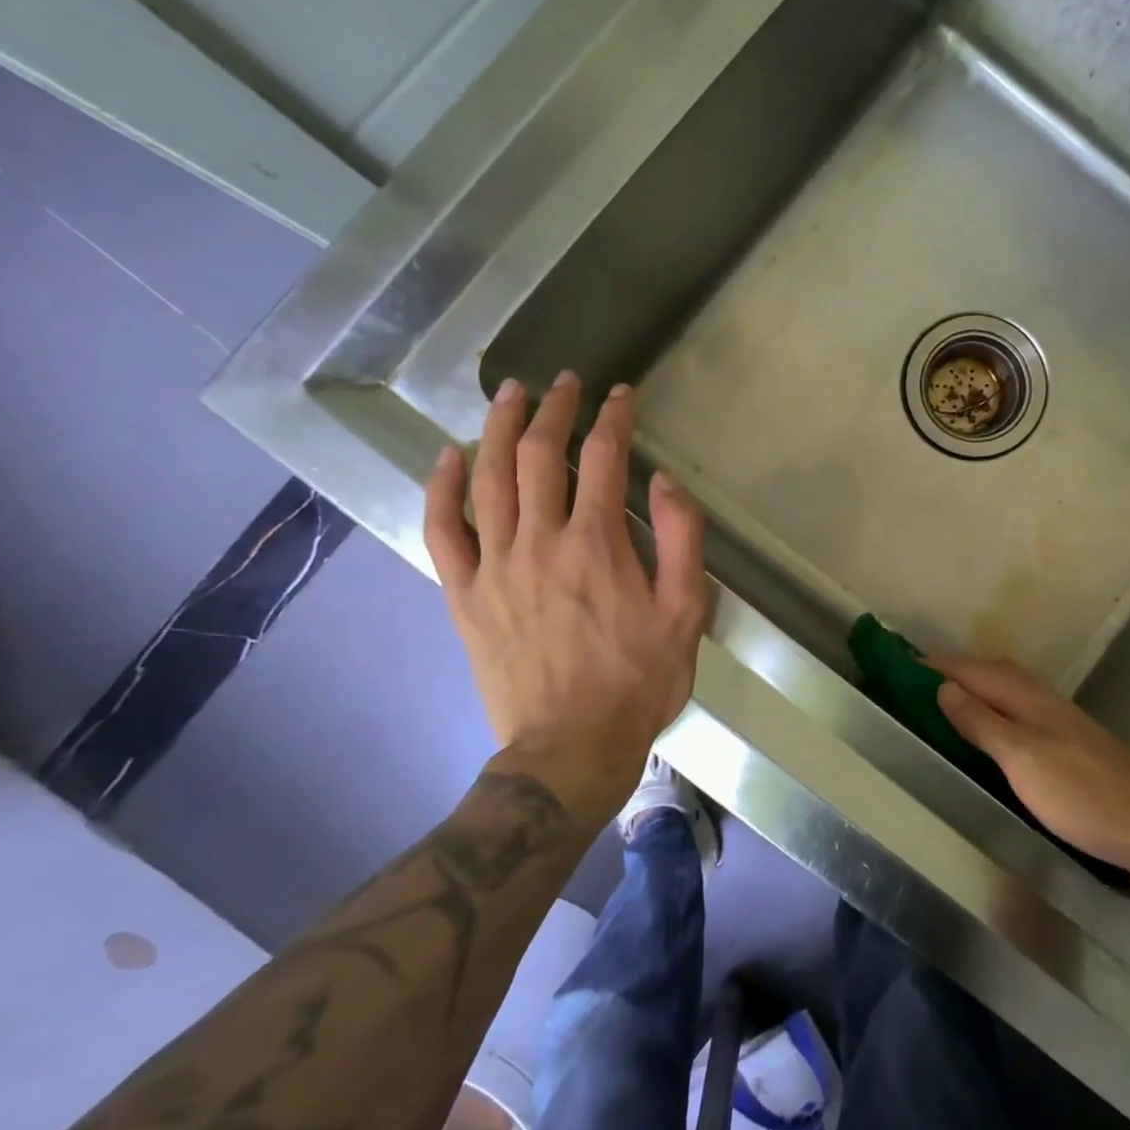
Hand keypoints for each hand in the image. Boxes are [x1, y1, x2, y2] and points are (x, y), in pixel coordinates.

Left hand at [424, 372, 709, 820]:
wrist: (571, 747)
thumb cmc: (639, 679)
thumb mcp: (686, 610)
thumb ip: (682, 539)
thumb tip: (663, 481)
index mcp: (597, 542)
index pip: (603, 456)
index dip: (613, 417)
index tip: (621, 395)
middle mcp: (540, 540)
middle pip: (541, 455)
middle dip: (555, 409)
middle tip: (564, 382)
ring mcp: (495, 566)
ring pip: (490, 479)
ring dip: (501, 428)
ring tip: (510, 394)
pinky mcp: (465, 595)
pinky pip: (444, 531)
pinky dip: (443, 489)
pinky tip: (450, 458)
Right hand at [931, 656, 1129, 883]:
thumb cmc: (1082, 794)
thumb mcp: (1022, 758)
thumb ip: (982, 721)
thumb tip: (944, 687)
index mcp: (1027, 696)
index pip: (971, 669)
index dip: (935, 665)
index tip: (896, 664)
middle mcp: (1042, 699)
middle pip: (989, 673)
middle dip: (952, 672)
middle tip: (912, 684)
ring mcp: (1058, 721)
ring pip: (1005, 692)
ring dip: (972, 690)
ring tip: (940, 704)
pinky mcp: (1068, 745)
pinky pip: (1017, 713)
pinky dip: (991, 712)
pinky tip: (987, 734)